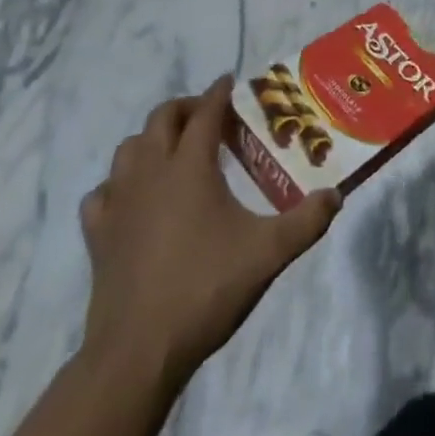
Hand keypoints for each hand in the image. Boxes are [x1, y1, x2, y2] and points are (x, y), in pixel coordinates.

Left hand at [78, 76, 338, 388]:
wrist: (137, 353)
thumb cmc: (204, 289)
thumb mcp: (267, 254)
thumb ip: (306, 222)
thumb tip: (336, 196)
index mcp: (190, 165)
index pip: (206, 112)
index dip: (220, 92)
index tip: (231, 82)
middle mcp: (150, 172)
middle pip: (161, 118)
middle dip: (186, 108)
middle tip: (209, 117)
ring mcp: (118, 202)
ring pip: (128, 149)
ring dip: (151, 140)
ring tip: (173, 152)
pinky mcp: (97, 235)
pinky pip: (102, 193)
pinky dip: (118, 186)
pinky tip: (133, 200)